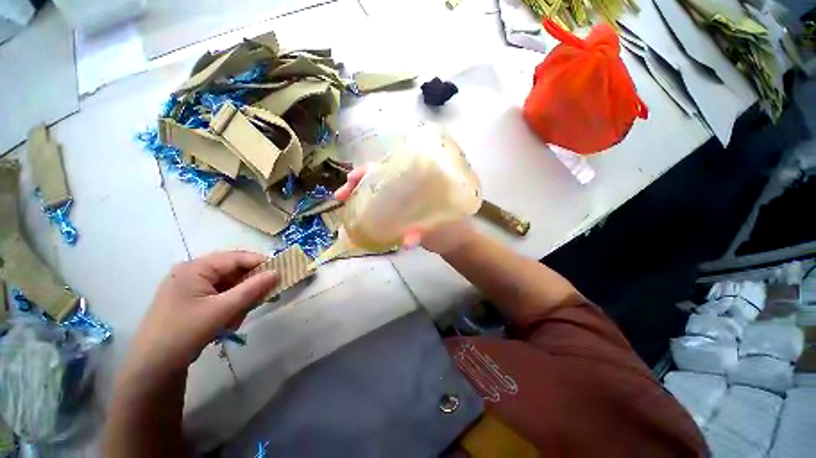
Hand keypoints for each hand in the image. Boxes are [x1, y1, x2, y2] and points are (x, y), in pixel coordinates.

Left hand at [121, 251, 277, 380]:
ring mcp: (190, 286)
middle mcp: (192, 272)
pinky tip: (226, 323)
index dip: (260, 263)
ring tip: (234, 320)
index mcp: (195, 268)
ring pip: (229, 286)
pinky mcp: (191, 300)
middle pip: (233, 272)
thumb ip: (252, 288)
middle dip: (248, 288)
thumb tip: (277, 272)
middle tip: (264, 299)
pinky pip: (220, 296)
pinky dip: (229, 307)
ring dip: (238, 301)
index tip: (281, 272)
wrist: (153, 366)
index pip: (236, 258)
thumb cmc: (185, 332)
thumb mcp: (223, 310)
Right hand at [335, 165, 476, 254]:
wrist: (456, 242)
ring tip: (342, 204)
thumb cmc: (455, 229)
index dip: (370, 170)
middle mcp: (409, 187)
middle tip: (341, 195)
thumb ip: (426, 233)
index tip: (353, 178)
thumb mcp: (442, 229)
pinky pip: (380, 208)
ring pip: (377, 192)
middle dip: (358, 182)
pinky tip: (355, 218)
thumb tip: (407, 241)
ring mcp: (403, 200)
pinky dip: (367, 211)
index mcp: (421, 181)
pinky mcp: (400, 214)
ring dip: (359, 196)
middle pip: (379, 177)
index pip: (392, 167)